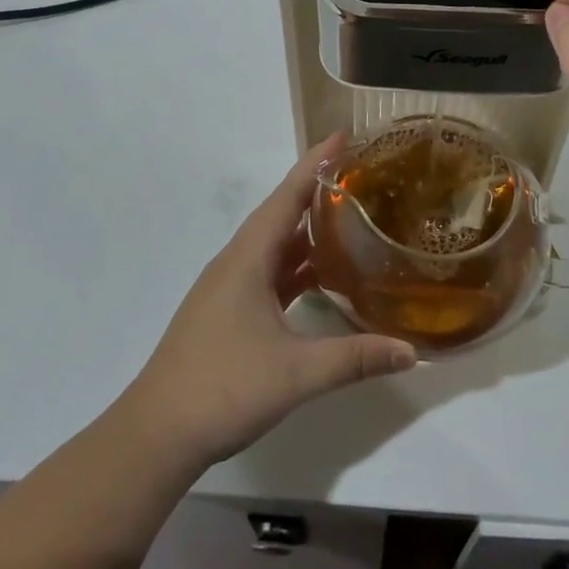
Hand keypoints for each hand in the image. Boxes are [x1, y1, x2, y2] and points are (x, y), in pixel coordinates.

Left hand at [120, 137, 417, 470]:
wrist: (157, 434)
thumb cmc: (223, 388)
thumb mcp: (297, 373)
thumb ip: (355, 358)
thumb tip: (410, 350)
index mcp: (248, 258)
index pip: (287, 197)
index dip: (315, 164)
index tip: (342, 135)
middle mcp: (236, 263)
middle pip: (280, 214)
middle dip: (317, 191)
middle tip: (359, 175)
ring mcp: (229, 288)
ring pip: (274, 246)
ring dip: (307, 231)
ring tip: (349, 219)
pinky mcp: (228, 312)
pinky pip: (269, 273)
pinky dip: (296, 266)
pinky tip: (321, 277)